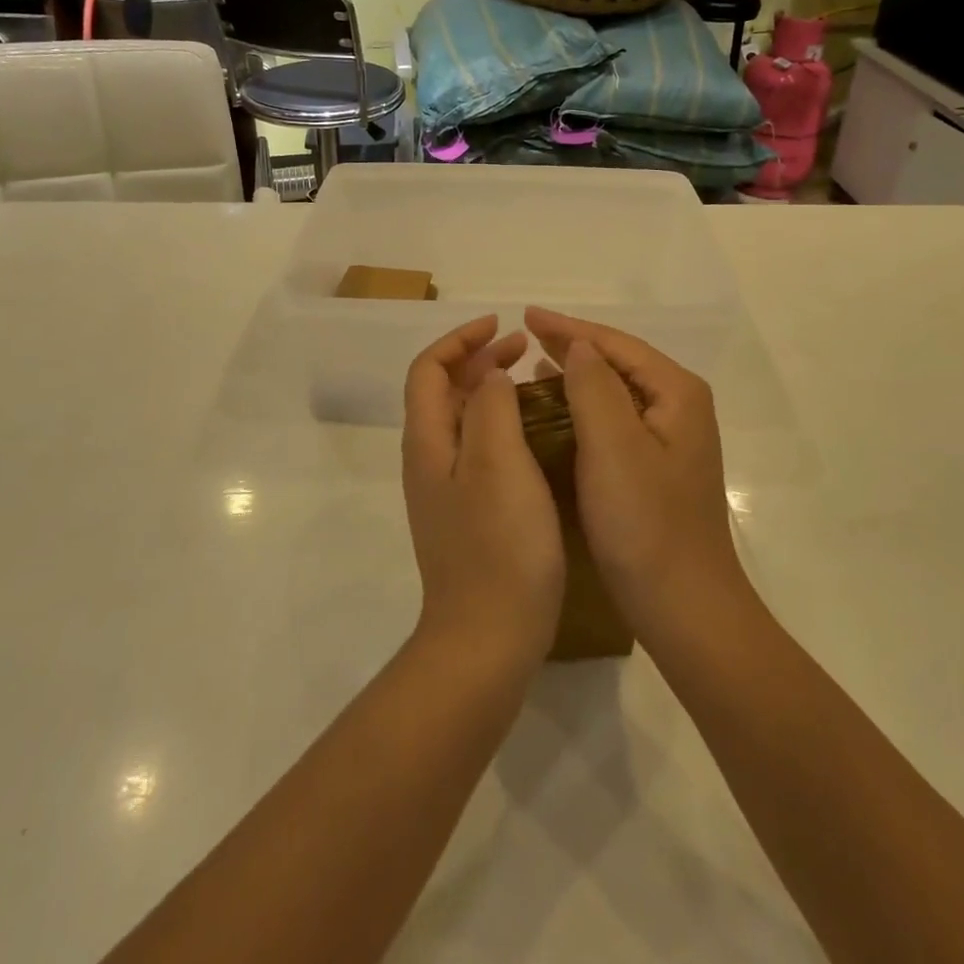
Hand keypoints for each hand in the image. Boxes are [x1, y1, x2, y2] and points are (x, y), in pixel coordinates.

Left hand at [402, 316, 565, 666]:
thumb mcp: (497, 462)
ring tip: (532, 381)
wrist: (487, 638)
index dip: (460, 339)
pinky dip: (501, 424)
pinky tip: (535, 435)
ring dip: (491, 389)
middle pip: (443, 391)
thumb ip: (491, 406)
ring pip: (463, 420)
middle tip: (524, 349)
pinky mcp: (468, 514)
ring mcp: (447, 490)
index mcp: (428, 441)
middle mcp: (430, 460)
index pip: (429, 369)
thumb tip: (489, 375)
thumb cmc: (498, 545)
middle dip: (479, 359)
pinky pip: (479, 449)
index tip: (502, 325)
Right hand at [524, 308, 751, 645]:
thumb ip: (594, 386)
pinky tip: (558, 413)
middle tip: (525, 334)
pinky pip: (614, 421)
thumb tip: (579, 346)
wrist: (685, 608)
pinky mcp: (656, 469)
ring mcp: (671, 441)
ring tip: (534, 366)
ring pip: (615, 392)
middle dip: (572, 346)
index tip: (526, 314)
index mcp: (676, 394)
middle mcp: (679, 408)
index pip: (616, 344)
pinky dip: (583, 409)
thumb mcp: (613, 446)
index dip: (569, 328)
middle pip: (619, 362)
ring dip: (576, 376)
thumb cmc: (646, 525)